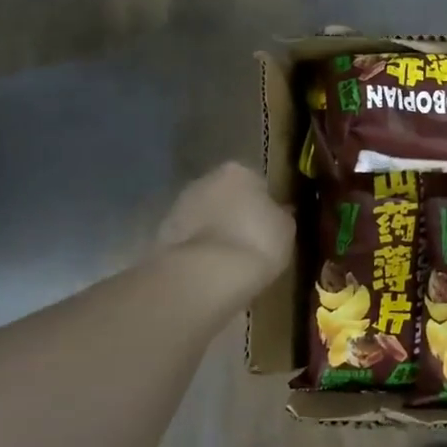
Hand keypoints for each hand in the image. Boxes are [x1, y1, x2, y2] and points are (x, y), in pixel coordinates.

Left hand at [150, 163, 294, 312]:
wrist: (204, 275)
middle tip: (248, 242)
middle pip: (225, 196)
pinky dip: (198, 251)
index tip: (268, 226)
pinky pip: (188, 240)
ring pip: (203, 217)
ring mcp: (179, 206)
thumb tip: (279, 212)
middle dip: (234, 214)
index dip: (263, 205)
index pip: (255, 183)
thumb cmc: (256, 242)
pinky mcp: (160, 235)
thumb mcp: (286, 229)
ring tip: (228, 262)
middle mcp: (204, 180)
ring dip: (213, 232)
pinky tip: (209, 271)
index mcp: (238, 171)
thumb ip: (281, 215)